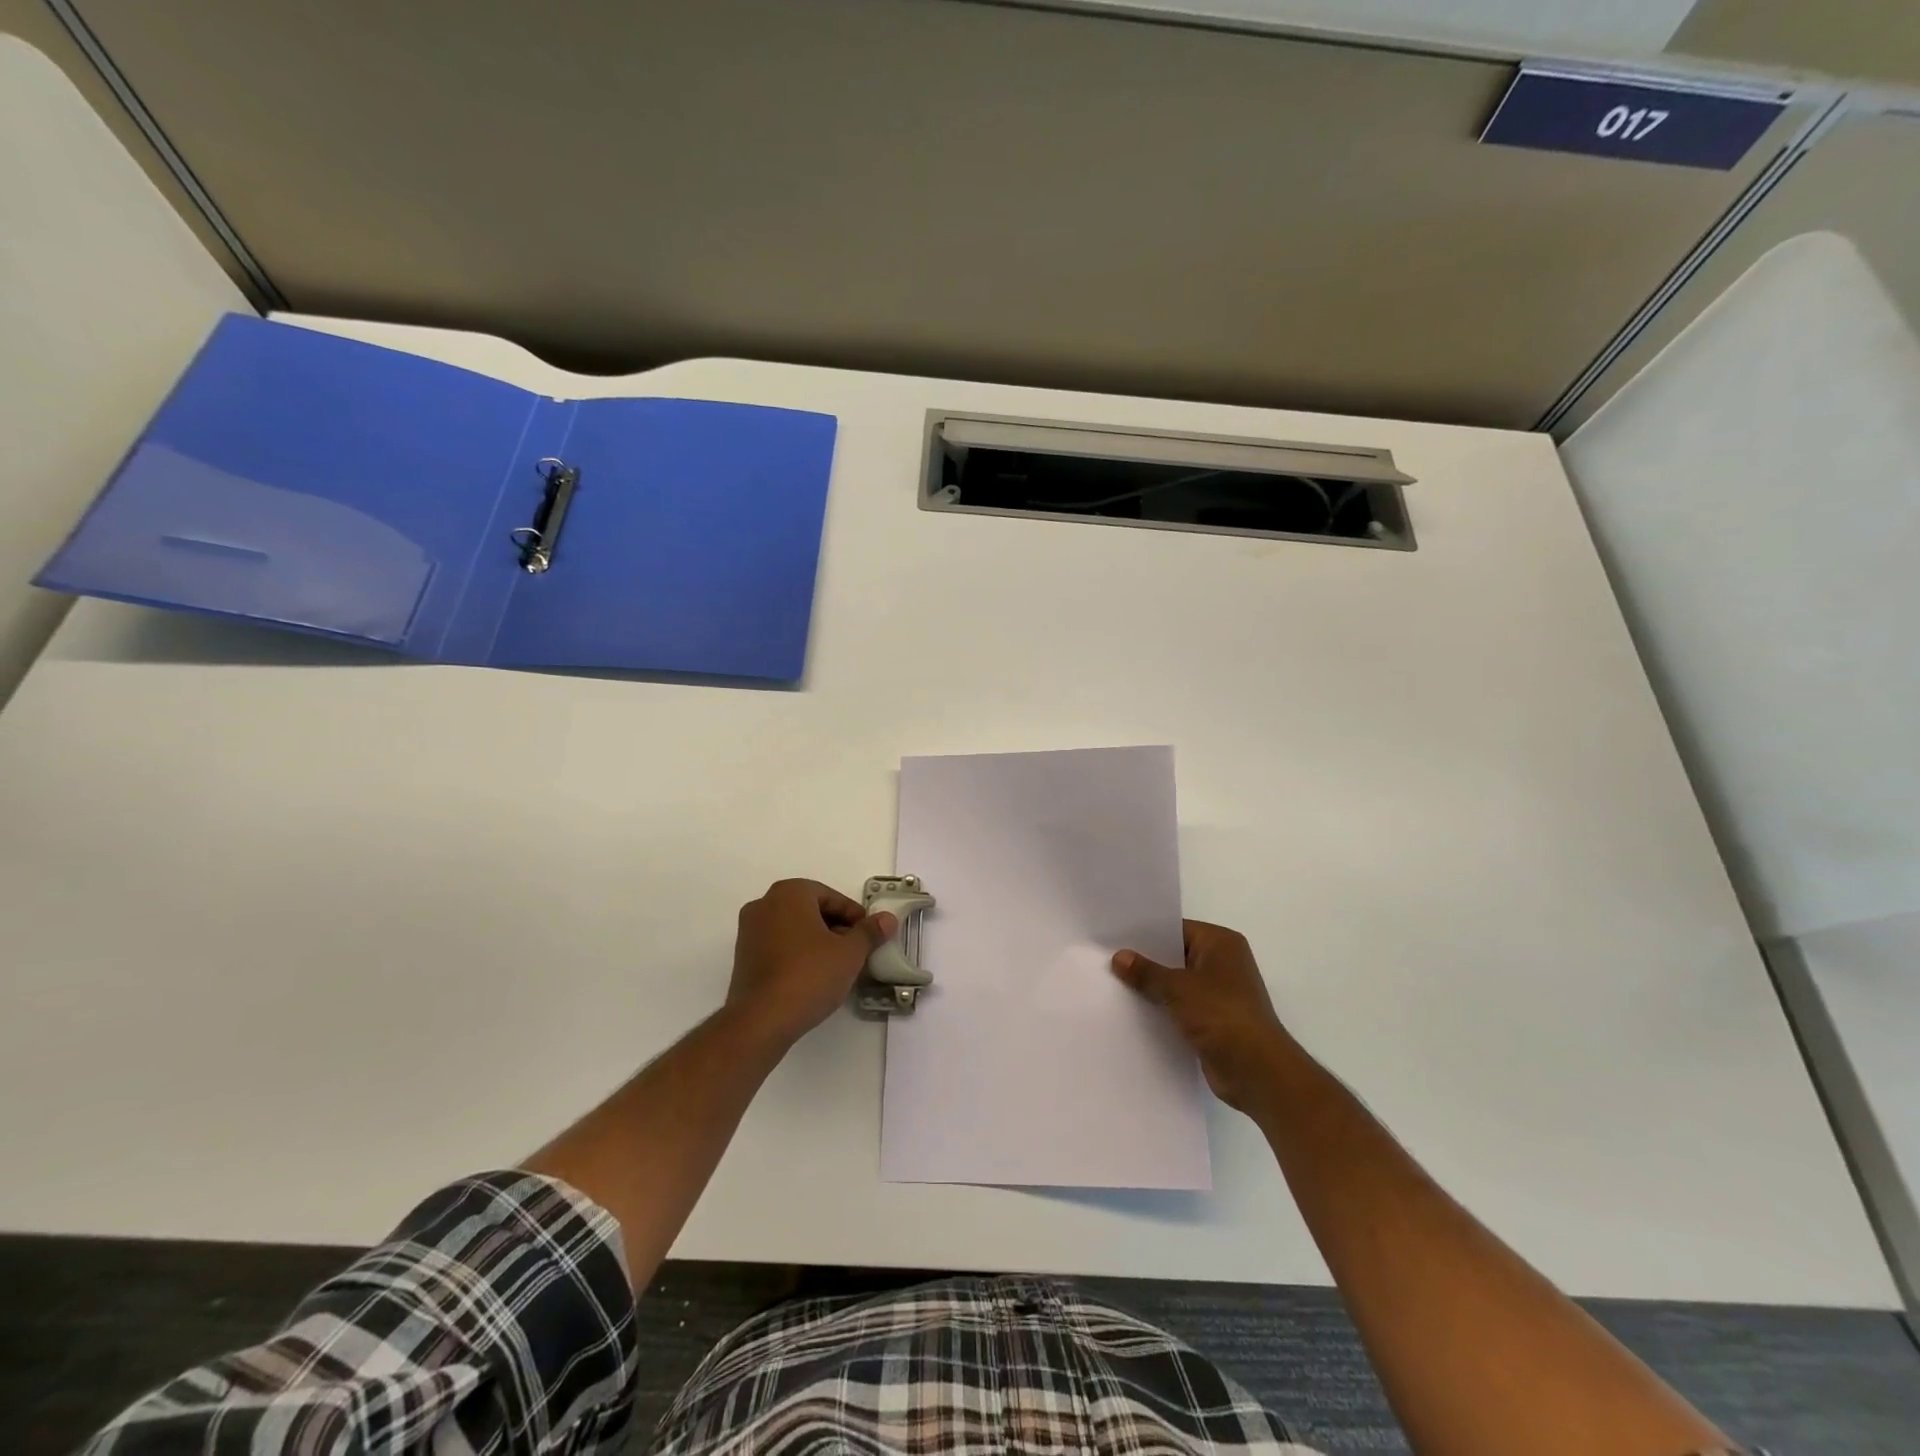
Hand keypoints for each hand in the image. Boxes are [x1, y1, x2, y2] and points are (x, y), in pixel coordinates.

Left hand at [726, 880, 895, 1048]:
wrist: (761, 1020)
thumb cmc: (809, 975)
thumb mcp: (849, 953)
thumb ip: (869, 932)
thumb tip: (887, 919)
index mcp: (789, 893)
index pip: (831, 897)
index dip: (854, 916)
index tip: (869, 936)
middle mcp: (764, 904)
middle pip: (811, 910)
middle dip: (836, 928)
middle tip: (856, 951)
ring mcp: (749, 931)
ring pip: (794, 928)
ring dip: (817, 942)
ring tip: (838, 966)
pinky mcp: (743, 957)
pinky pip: (778, 946)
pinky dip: (798, 954)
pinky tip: (814, 976)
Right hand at [1112, 920, 1297, 1113]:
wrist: (1256, 1071)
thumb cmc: (1221, 1015)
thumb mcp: (1178, 988)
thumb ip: (1147, 972)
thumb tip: (1119, 957)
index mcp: (1221, 943)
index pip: (1176, 929)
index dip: (1146, 934)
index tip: (1114, 937)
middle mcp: (1223, 963)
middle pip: (1176, 956)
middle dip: (1146, 961)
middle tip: (1107, 959)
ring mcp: (1219, 993)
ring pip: (1176, 983)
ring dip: (1152, 988)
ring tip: (1113, 984)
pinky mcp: (1213, 1020)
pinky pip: (1180, 1007)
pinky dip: (1162, 1009)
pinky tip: (1132, 1011)